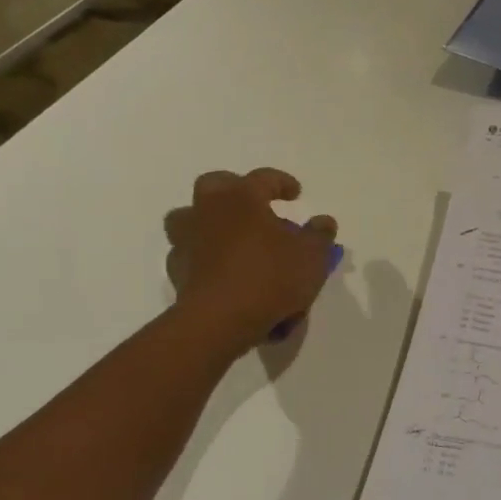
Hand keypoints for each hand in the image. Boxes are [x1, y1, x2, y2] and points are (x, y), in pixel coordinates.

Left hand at [164, 169, 337, 355]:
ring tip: (232, 241)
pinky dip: (205, 260)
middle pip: (214, 185)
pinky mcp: (177, 272)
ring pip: (190, 219)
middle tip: (254, 207)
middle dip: (234, 190)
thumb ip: (319, 236)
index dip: (282, 182)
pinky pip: (191, 256)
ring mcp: (186, 241)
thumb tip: (323, 222)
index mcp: (241, 198)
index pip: (263, 177)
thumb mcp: (311, 257)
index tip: (296, 193)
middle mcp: (208, 211)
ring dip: (209, 223)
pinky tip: (223, 276)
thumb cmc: (269, 277)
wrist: (218, 322)